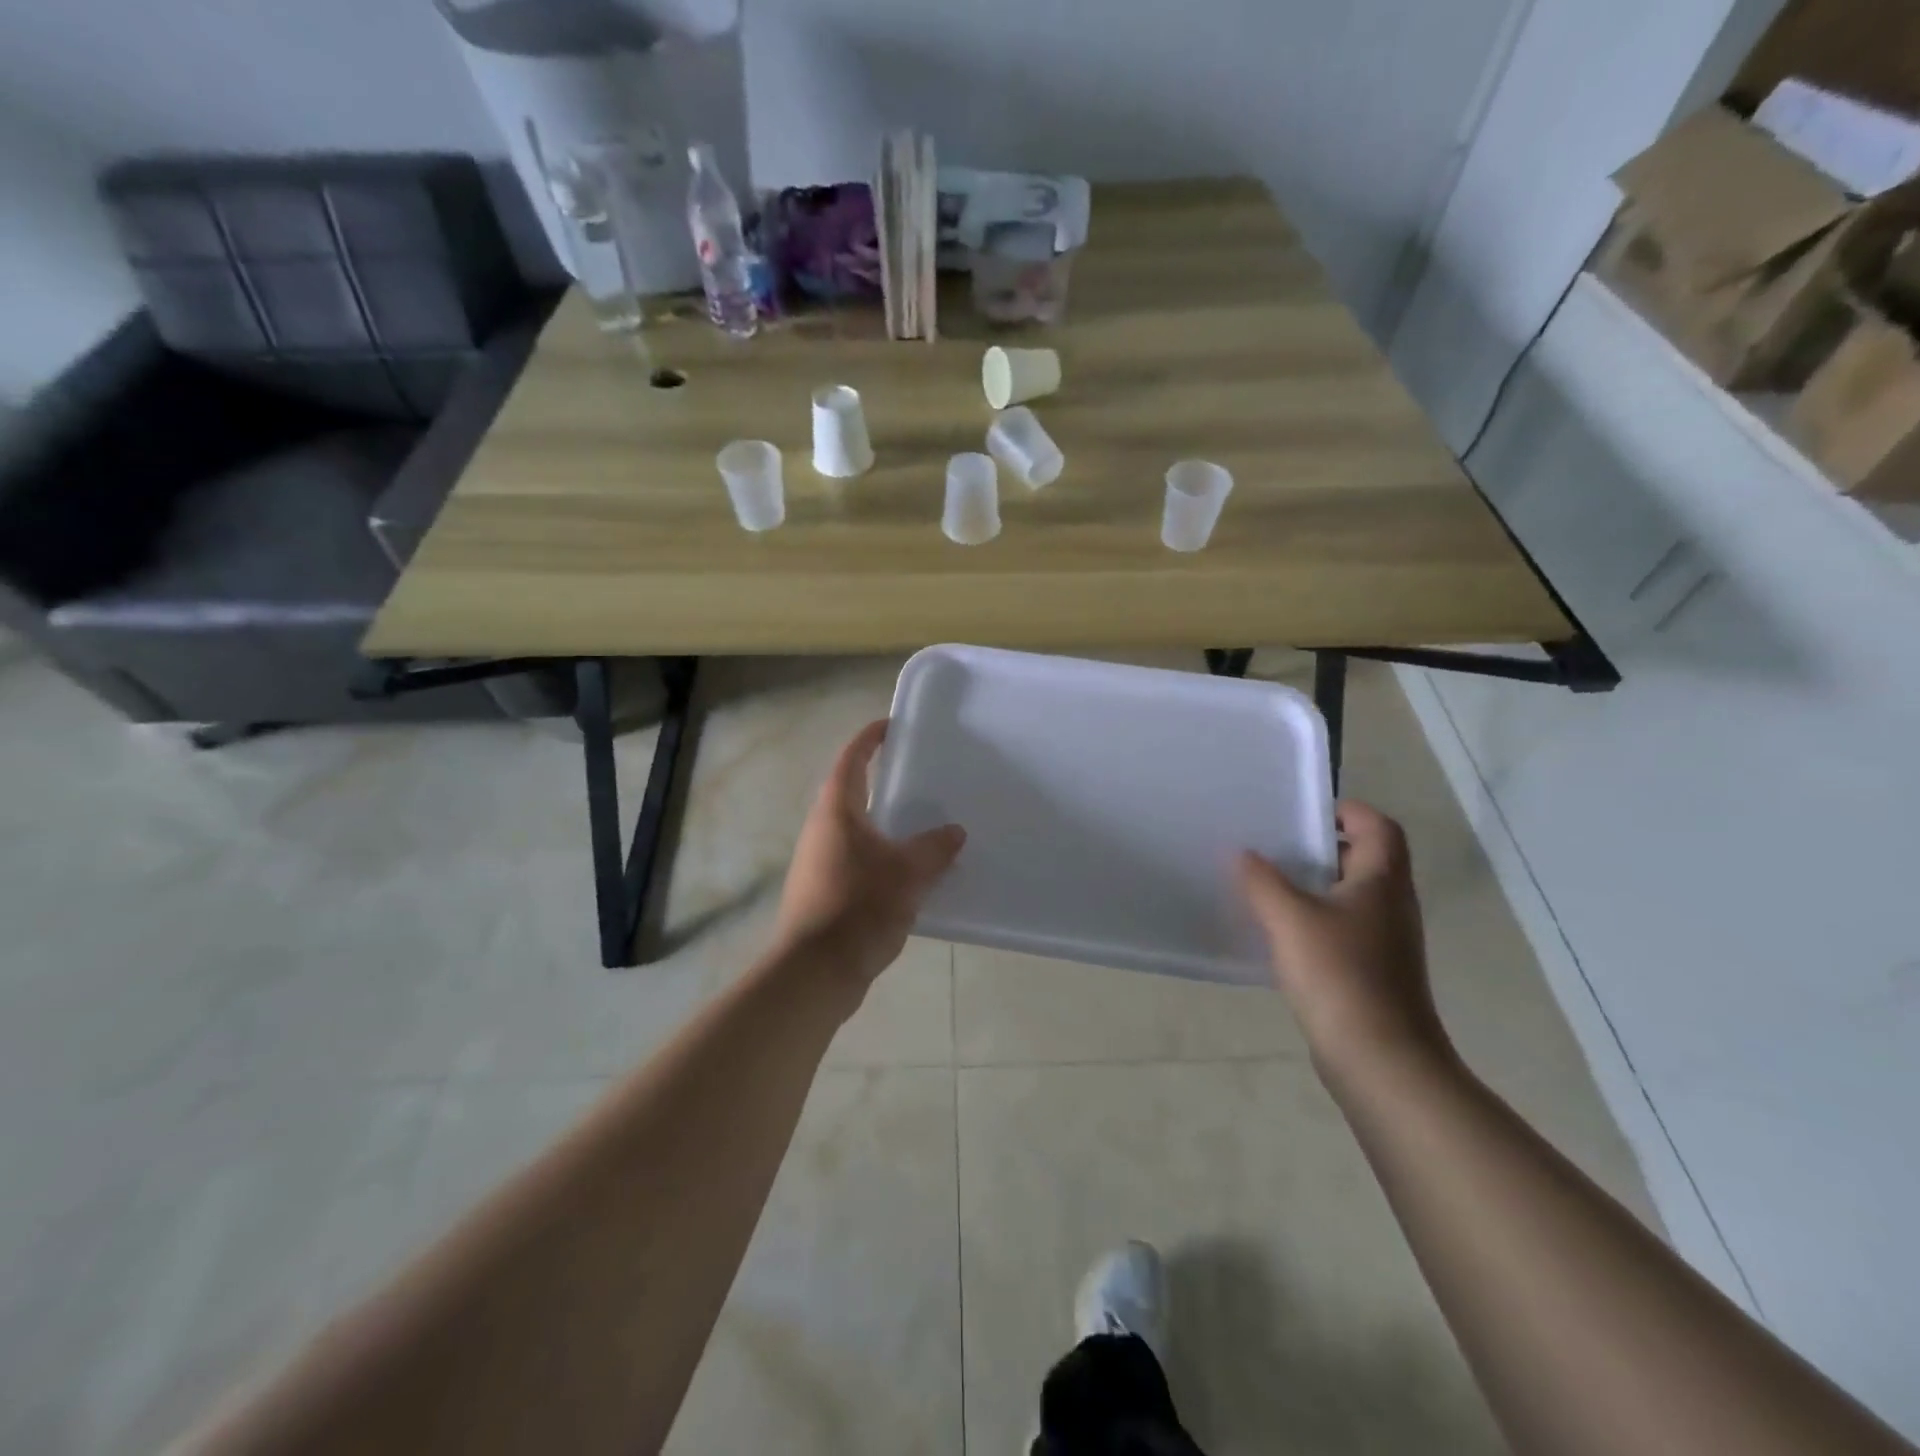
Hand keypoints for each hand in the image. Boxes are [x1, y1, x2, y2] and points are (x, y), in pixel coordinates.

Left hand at [775, 719, 965, 995]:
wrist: (814, 972)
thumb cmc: (859, 908)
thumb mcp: (908, 874)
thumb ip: (934, 848)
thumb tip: (954, 831)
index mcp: (837, 811)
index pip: (851, 759)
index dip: (870, 738)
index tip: (892, 726)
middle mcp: (822, 829)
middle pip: (850, 791)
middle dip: (880, 779)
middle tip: (918, 775)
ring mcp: (818, 861)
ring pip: (854, 828)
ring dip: (882, 820)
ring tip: (920, 823)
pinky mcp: (822, 891)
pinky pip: (856, 858)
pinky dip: (880, 853)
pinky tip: (907, 871)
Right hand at [1238, 801, 1449, 1079]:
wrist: (1379, 1059)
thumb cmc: (1339, 975)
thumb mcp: (1289, 918)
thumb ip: (1262, 880)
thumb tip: (1243, 853)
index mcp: (1382, 881)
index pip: (1378, 826)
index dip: (1347, 811)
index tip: (1302, 813)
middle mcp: (1391, 905)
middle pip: (1365, 858)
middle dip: (1321, 847)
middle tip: (1274, 844)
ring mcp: (1385, 941)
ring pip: (1351, 895)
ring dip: (1314, 884)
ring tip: (1268, 883)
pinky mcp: (1372, 971)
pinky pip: (1343, 928)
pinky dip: (1314, 919)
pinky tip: (1280, 932)